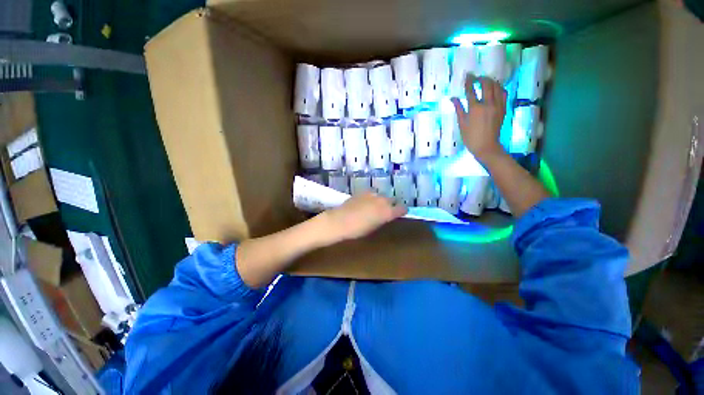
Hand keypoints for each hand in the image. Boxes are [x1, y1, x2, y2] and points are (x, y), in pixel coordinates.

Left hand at [323, 193, 406, 240]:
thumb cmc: (358, 230)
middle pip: (392, 200)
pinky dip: (371, 198)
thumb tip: (386, 215)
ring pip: (381, 196)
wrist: (340, 221)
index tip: (399, 213)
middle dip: (390, 205)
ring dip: (380, 201)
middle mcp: (383, 200)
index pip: (402, 208)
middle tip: (385, 211)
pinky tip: (364, 203)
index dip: (401, 211)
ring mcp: (373, 194)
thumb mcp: (374, 227)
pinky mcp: (363, 191)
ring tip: (373, 207)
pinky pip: (372, 194)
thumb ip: (383, 219)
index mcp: (388, 212)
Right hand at [451, 74, 506, 160]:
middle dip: (481, 78)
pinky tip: (495, 88)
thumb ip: (459, 109)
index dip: (469, 82)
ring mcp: (498, 105)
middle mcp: (488, 104)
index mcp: (475, 108)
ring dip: (491, 81)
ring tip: (486, 81)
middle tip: (476, 77)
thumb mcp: (462, 124)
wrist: (487, 146)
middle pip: (486, 85)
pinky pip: (504, 93)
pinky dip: (499, 88)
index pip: (471, 91)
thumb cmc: (471, 137)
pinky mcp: (503, 108)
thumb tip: (453, 98)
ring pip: (497, 87)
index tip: (467, 75)